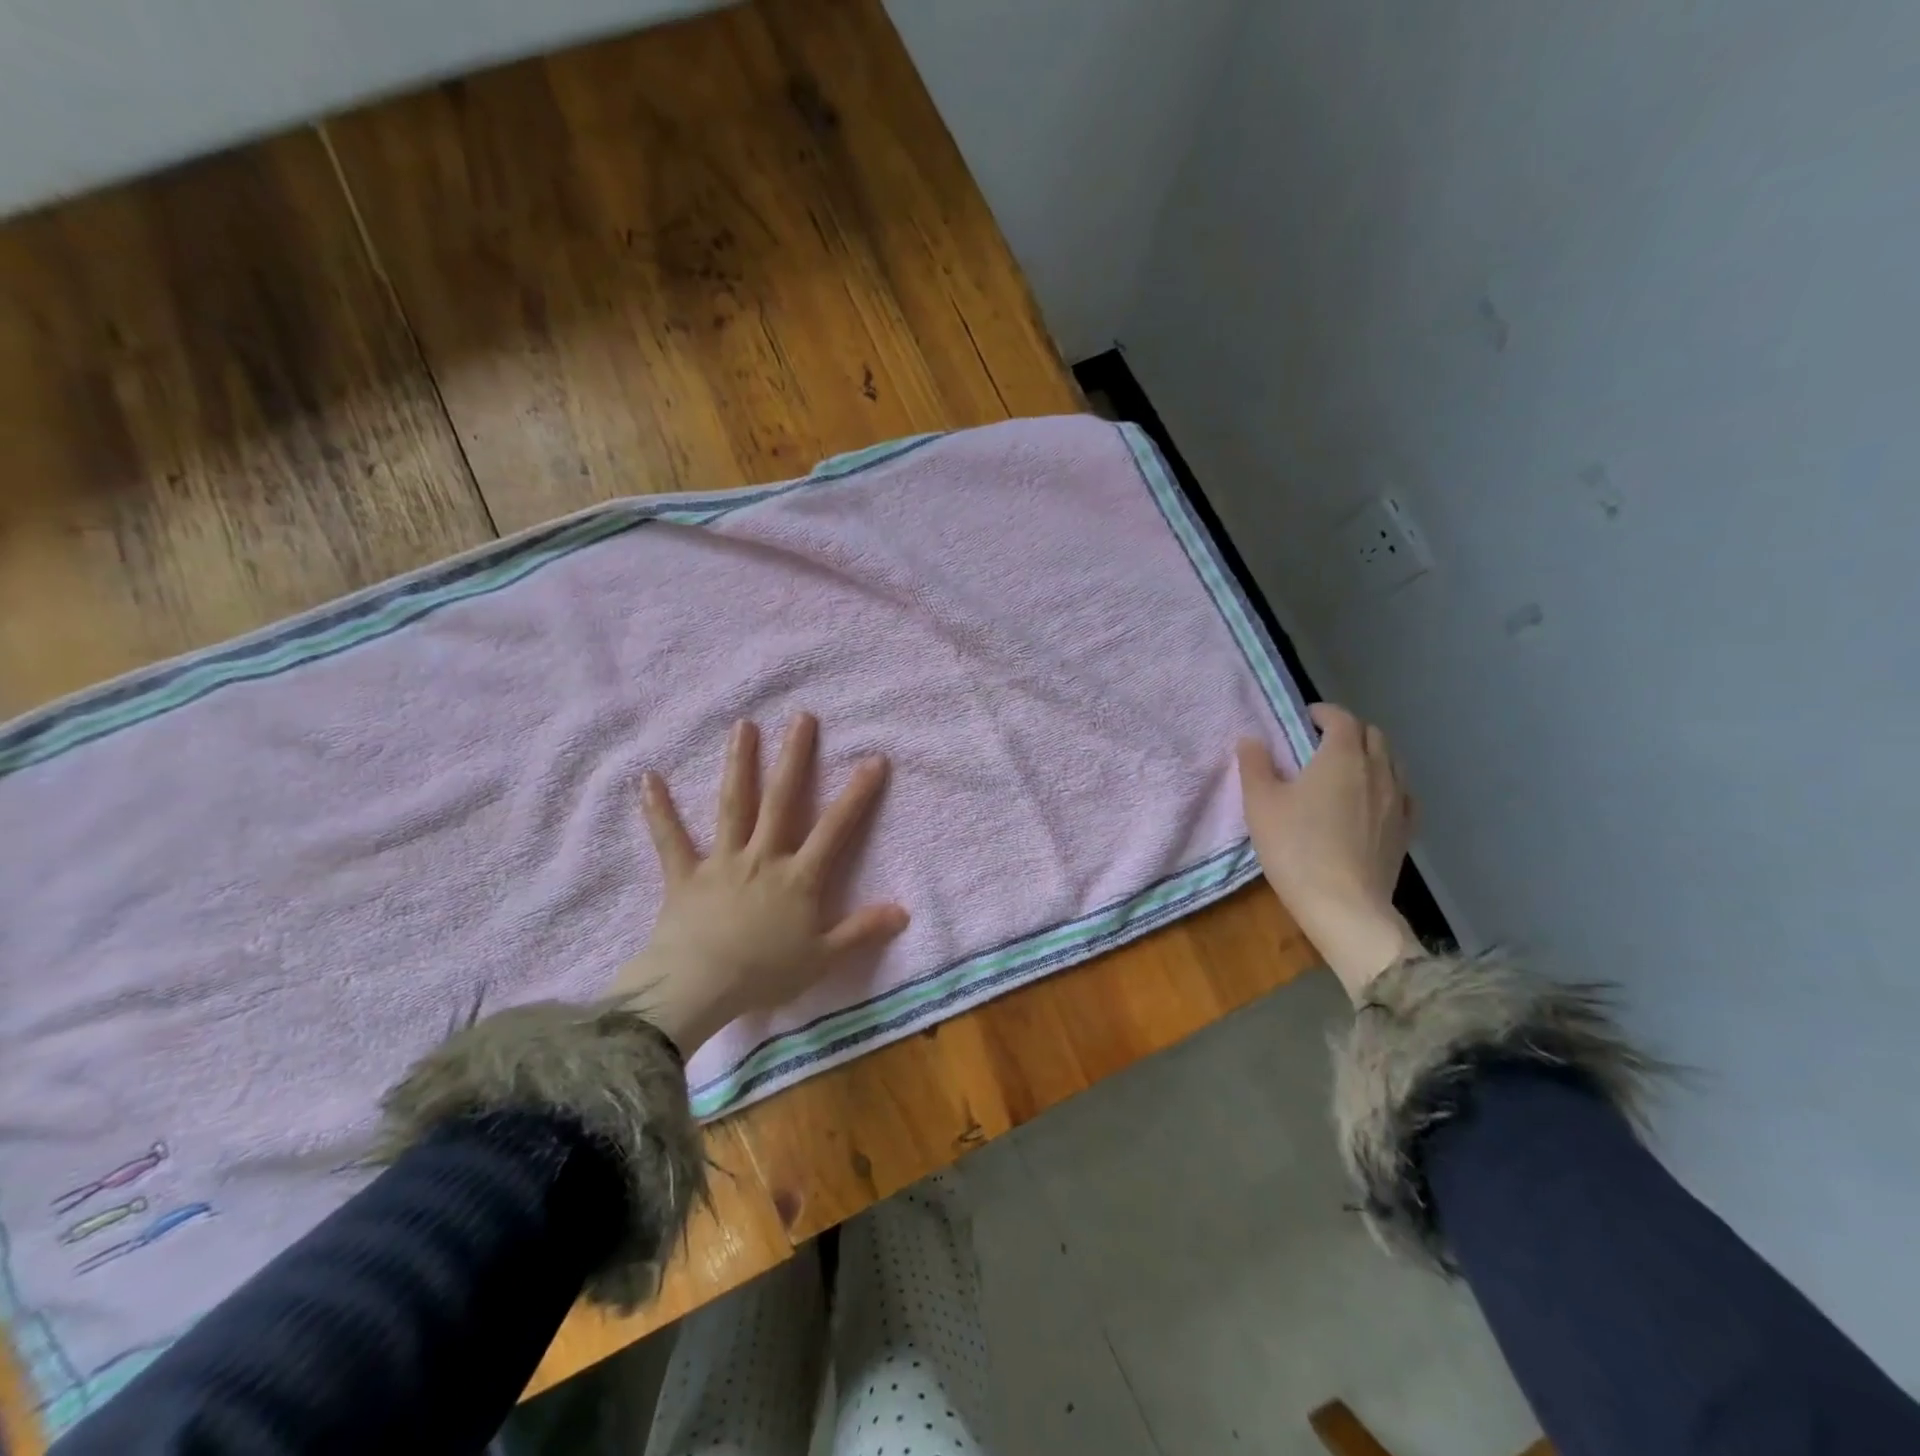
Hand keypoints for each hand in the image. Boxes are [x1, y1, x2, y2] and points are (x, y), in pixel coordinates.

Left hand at [614, 713, 909, 1054]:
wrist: (697, 988)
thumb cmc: (763, 974)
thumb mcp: (822, 959)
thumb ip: (862, 931)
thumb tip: (904, 911)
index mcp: (798, 877)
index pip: (835, 828)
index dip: (857, 794)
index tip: (873, 759)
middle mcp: (762, 857)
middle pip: (781, 800)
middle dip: (793, 758)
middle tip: (801, 717)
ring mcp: (722, 861)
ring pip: (733, 805)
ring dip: (738, 764)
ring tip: (742, 726)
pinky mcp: (684, 875)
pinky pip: (670, 839)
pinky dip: (659, 810)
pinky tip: (649, 778)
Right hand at [1235, 704, 1422, 1002]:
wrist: (1344, 906)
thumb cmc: (1296, 848)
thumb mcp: (1260, 804)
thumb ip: (1255, 765)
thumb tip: (1252, 739)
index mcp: (1341, 756)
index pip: (1340, 718)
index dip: (1322, 713)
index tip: (1303, 719)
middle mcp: (1377, 770)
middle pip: (1372, 734)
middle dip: (1348, 731)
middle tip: (1320, 744)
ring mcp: (1398, 800)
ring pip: (1391, 762)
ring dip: (1370, 756)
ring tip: (1345, 772)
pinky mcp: (1405, 830)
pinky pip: (1402, 793)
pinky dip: (1387, 786)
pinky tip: (1372, 802)